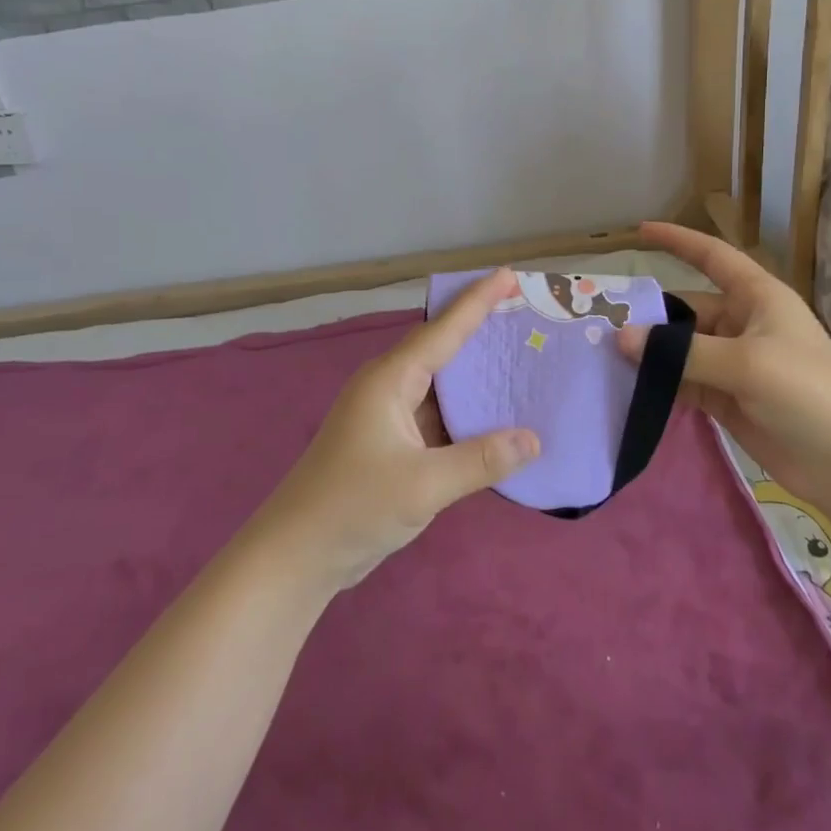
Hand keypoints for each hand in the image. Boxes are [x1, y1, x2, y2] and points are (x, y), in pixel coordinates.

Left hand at [254, 268, 539, 591]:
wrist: (297, 556)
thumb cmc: (353, 507)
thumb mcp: (424, 484)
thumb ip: (481, 460)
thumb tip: (534, 439)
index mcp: (390, 380)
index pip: (443, 330)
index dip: (478, 300)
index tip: (509, 275)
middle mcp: (389, 387)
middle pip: (443, 349)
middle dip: (483, 332)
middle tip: (528, 316)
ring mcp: (389, 417)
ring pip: (442, 386)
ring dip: (478, 378)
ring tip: (524, 361)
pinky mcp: (392, 445)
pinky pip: (439, 418)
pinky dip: (467, 415)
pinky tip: (498, 419)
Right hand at [617, 221, 830, 489]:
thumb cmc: (807, 394)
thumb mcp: (745, 364)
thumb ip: (682, 352)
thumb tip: (621, 337)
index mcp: (758, 298)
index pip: (712, 256)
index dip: (678, 240)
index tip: (640, 230)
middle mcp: (743, 324)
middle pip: (686, 309)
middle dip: (650, 316)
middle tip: (601, 324)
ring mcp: (734, 363)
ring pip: (681, 349)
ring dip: (651, 353)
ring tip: (604, 356)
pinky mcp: (726, 398)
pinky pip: (684, 381)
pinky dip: (660, 383)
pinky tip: (628, 387)